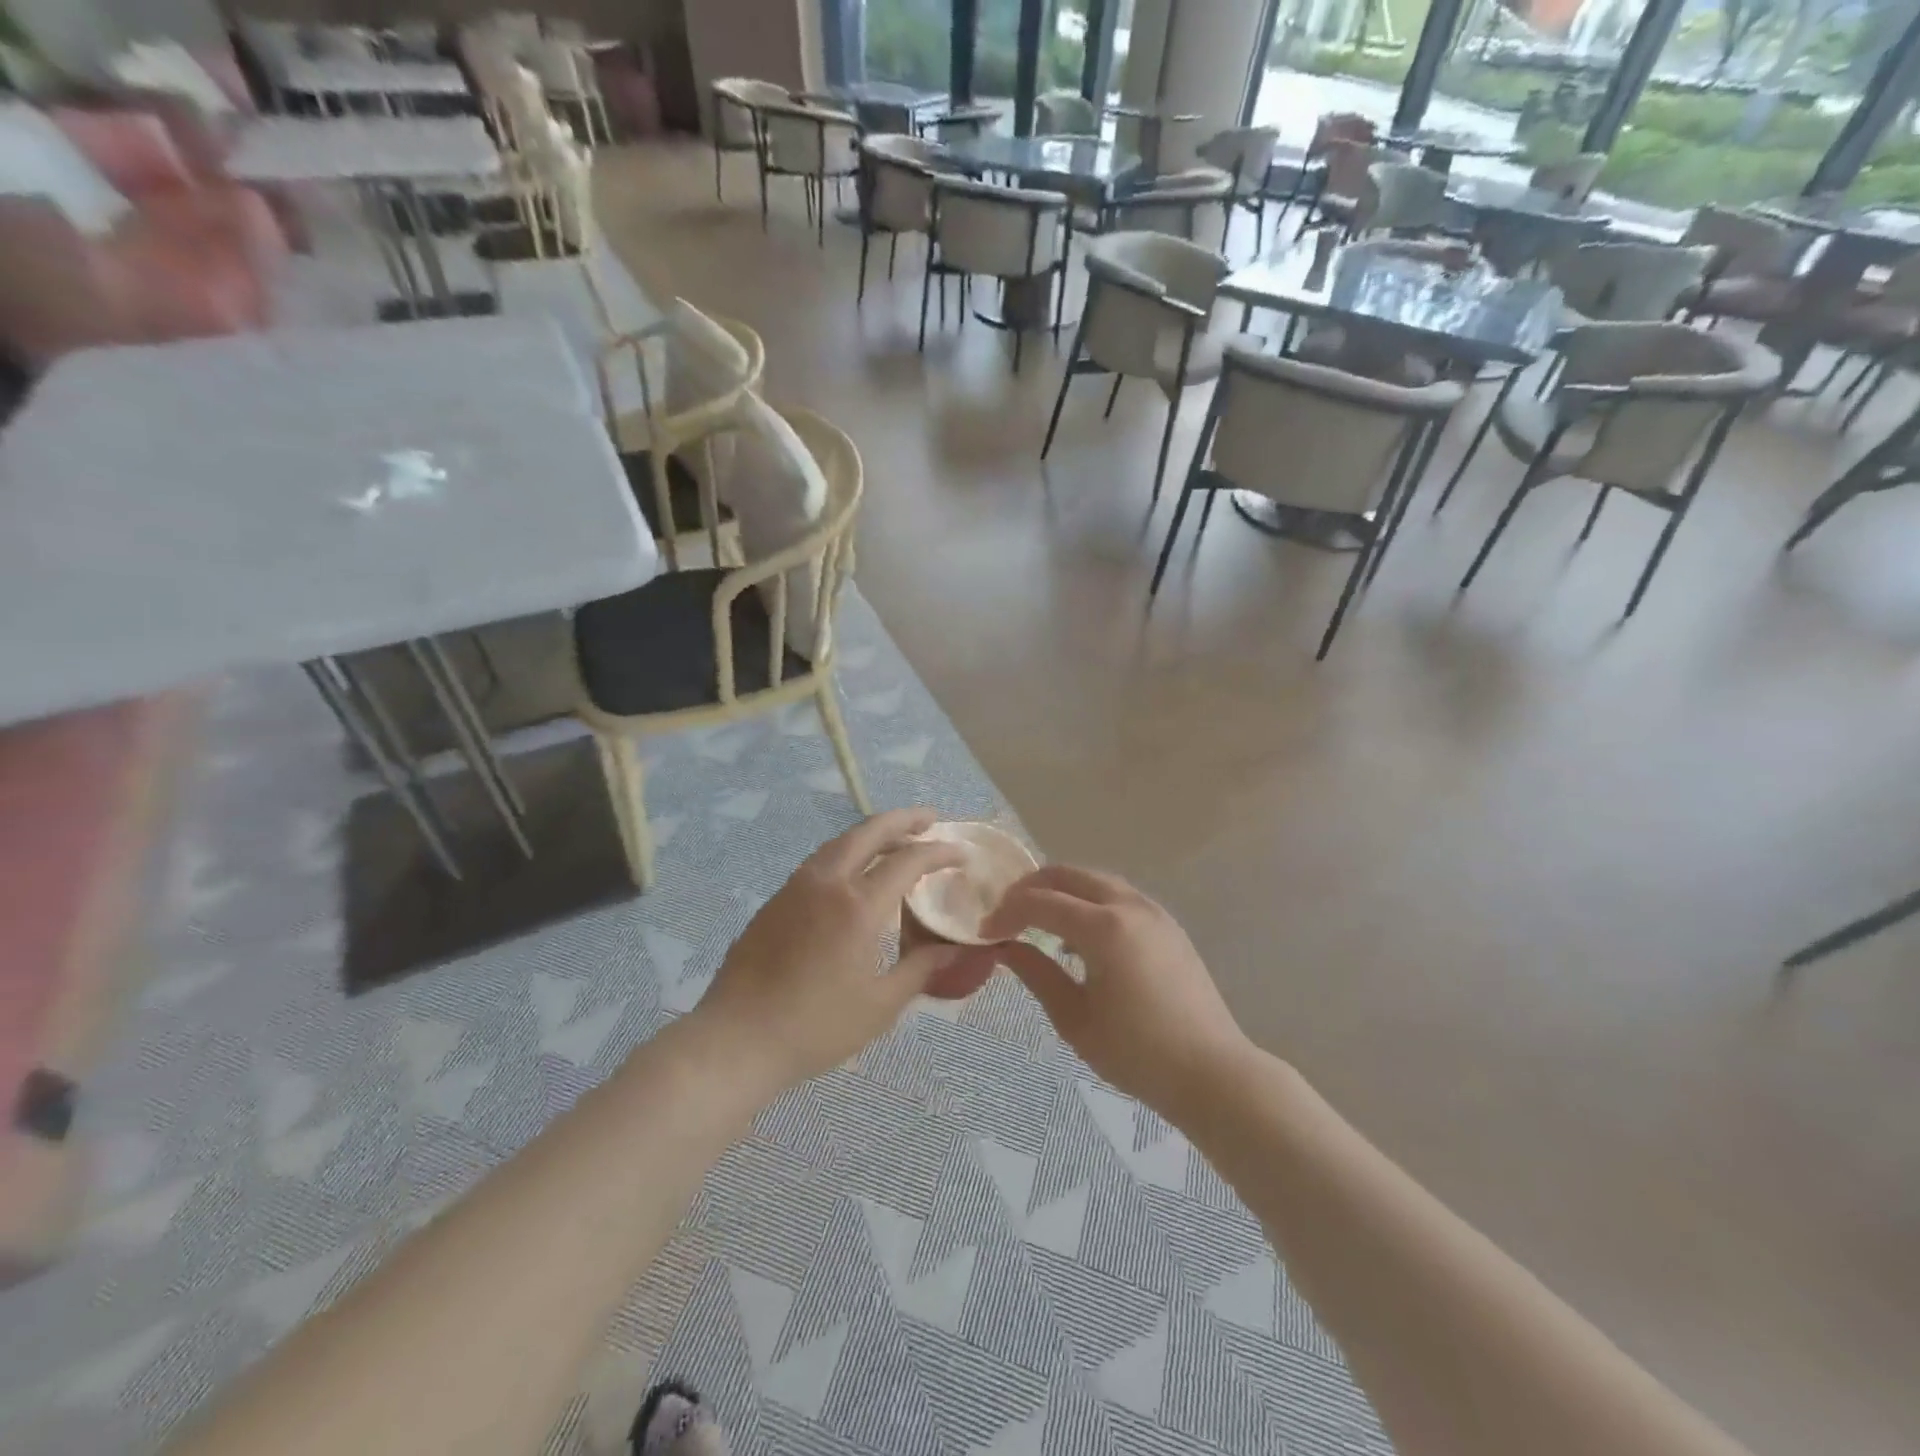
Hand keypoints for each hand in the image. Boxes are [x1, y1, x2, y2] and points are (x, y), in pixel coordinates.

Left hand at [693, 808, 969, 1095]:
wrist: (736, 1040)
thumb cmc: (815, 1028)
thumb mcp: (879, 1006)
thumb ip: (919, 970)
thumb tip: (951, 950)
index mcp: (858, 906)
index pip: (908, 861)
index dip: (939, 852)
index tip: (960, 854)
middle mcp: (827, 883)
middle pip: (869, 832)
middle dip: (903, 820)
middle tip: (929, 818)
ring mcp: (796, 887)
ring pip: (840, 842)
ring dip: (871, 833)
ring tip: (895, 840)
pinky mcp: (775, 900)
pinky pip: (820, 861)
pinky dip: (847, 852)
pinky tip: (854, 872)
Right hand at [978, 866, 1250, 1121]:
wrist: (1212, 1073)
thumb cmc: (1137, 1053)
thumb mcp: (1074, 1018)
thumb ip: (1036, 973)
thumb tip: (1005, 947)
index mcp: (1103, 927)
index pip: (1041, 902)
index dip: (1007, 912)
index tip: (986, 933)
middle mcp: (1128, 905)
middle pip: (1068, 874)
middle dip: (1031, 888)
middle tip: (1007, 915)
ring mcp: (1153, 911)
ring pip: (1095, 880)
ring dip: (1061, 890)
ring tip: (1038, 920)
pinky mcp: (1167, 925)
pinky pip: (1117, 896)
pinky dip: (1089, 900)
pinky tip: (1079, 934)